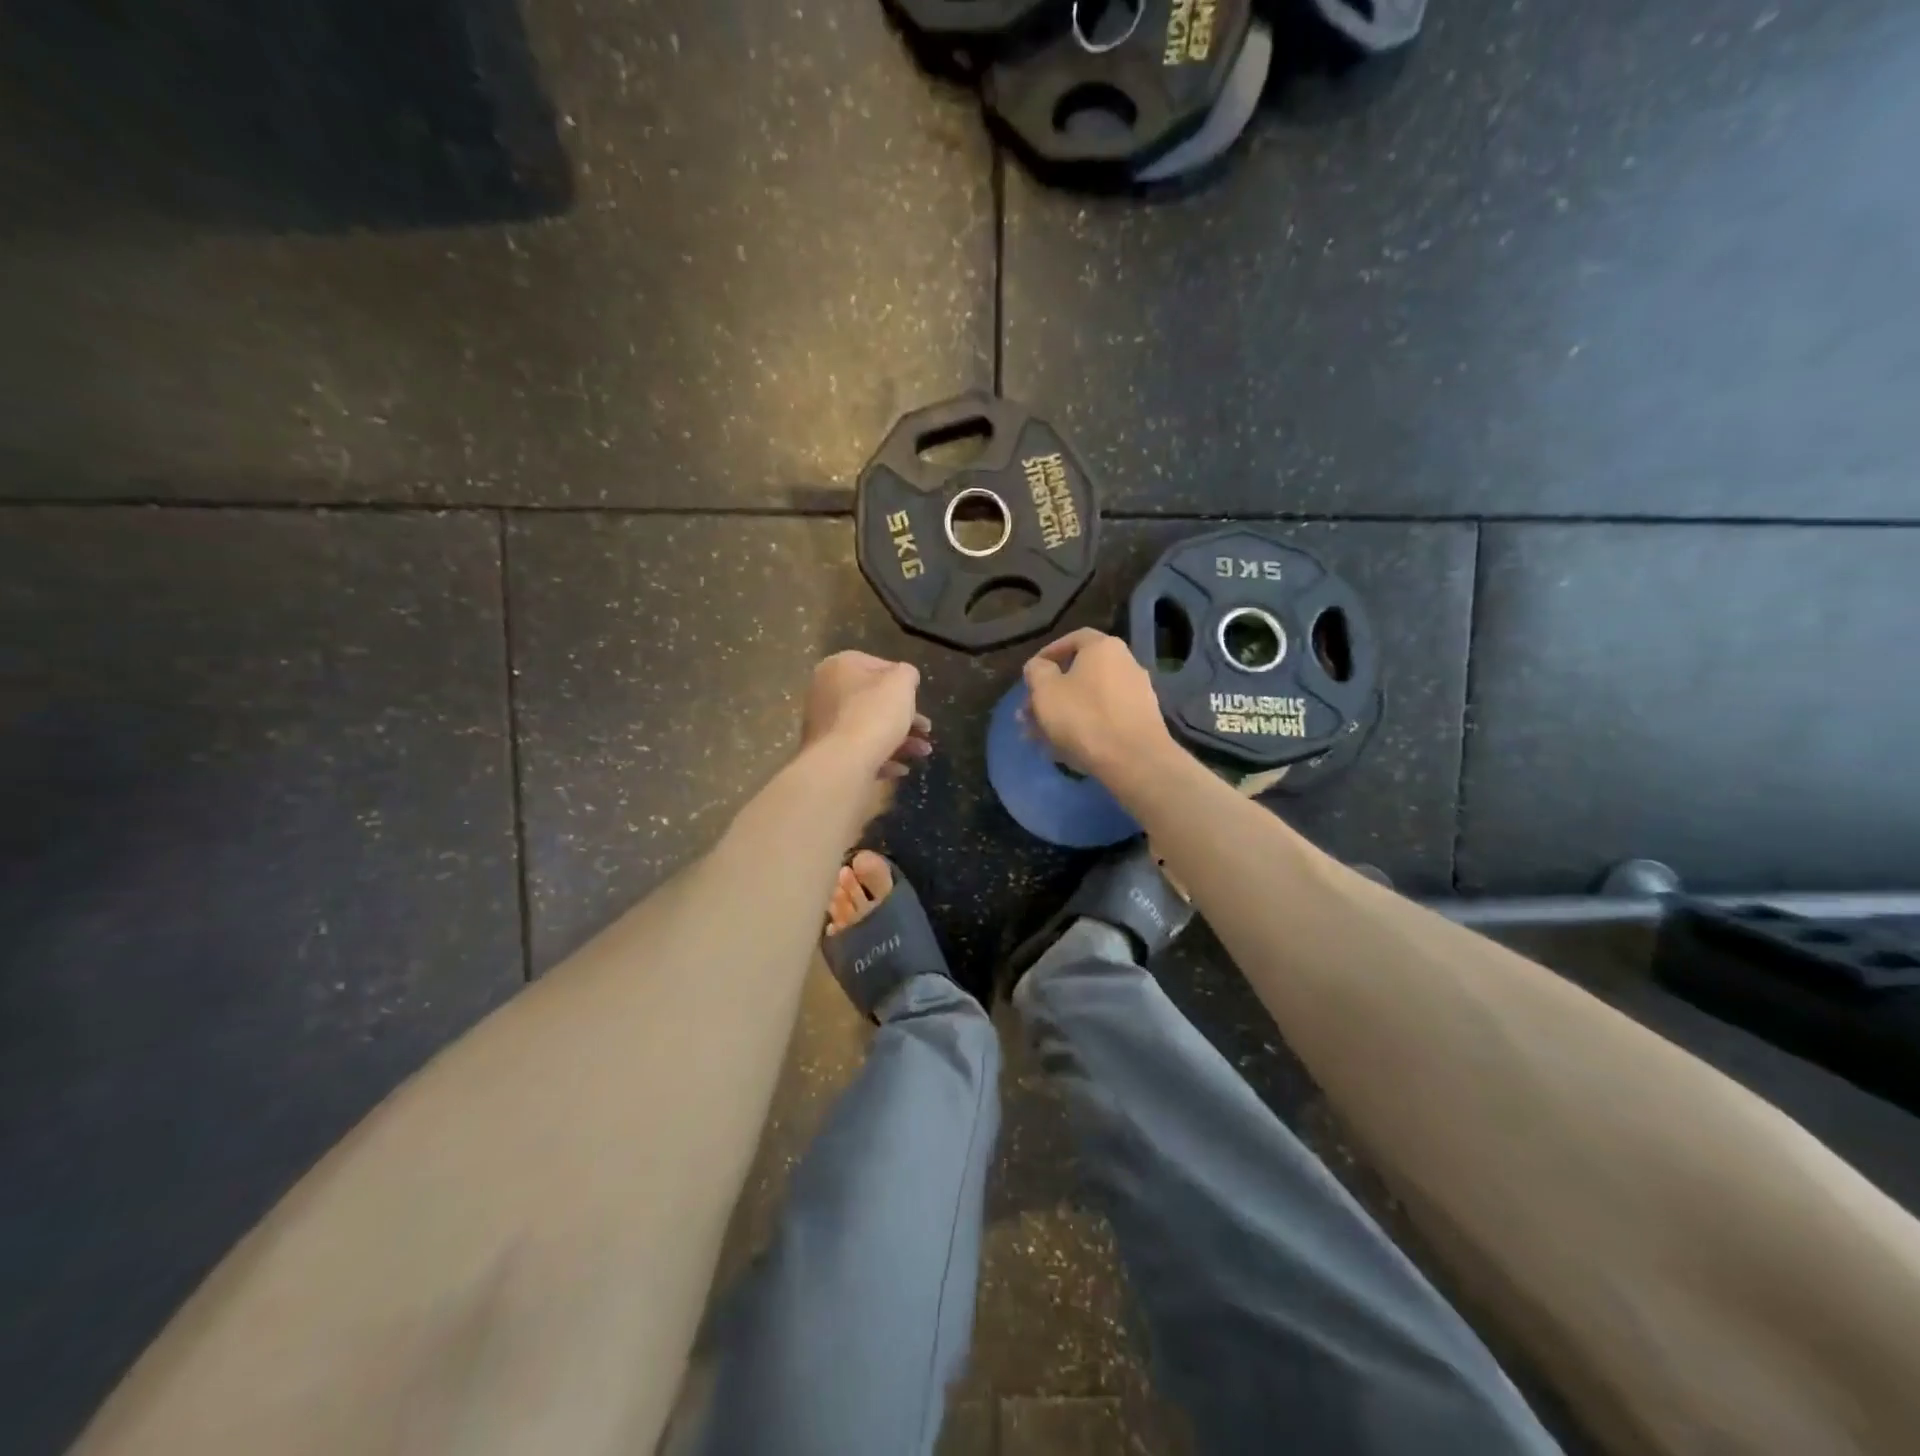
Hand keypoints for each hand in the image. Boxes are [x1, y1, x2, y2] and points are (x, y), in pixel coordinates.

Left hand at [801, 652, 932, 781]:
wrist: (842, 762)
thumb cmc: (874, 714)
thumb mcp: (901, 683)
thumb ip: (907, 673)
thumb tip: (904, 677)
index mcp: (839, 666)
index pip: (877, 665)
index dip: (902, 681)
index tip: (918, 698)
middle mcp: (825, 691)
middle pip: (872, 700)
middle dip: (904, 717)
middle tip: (925, 730)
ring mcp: (823, 723)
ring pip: (868, 727)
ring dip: (899, 739)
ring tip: (922, 752)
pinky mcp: (825, 752)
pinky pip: (858, 750)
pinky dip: (881, 757)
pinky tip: (901, 768)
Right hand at [1023, 629, 1175, 781]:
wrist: (1134, 759)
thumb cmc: (1084, 717)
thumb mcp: (1046, 691)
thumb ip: (1037, 671)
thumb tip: (1040, 666)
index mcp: (1104, 648)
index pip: (1072, 639)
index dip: (1048, 654)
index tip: (1031, 674)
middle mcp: (1126, 663)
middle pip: (1080, 673)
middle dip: (1050, 693)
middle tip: (1028, 714)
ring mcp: (1137, 693)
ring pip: (1089, 698)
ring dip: (1063, 713)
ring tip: (1039, 737)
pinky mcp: (1141, 720)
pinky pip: (1105, 716)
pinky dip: (1084, 726)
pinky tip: (1064, 748)